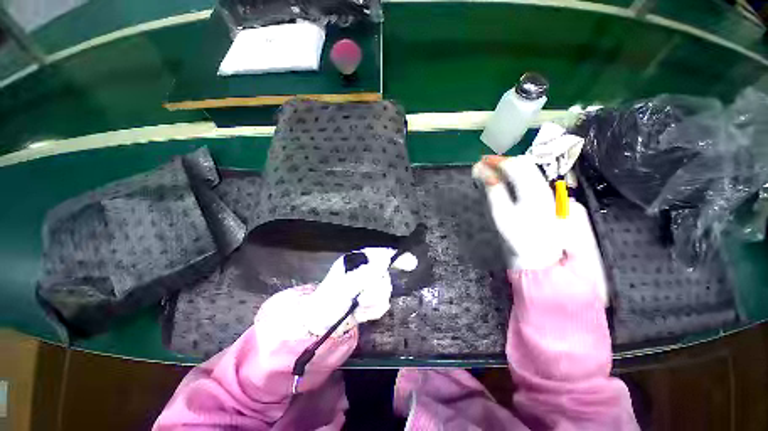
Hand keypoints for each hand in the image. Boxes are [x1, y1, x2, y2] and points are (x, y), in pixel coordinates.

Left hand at [304, 247, 416, 335]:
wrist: (322, 325)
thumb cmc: (328, 302)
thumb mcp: (343, 286)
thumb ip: (364, 275)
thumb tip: (383, 263)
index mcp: (357, 262)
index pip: (381, 254)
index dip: (397, 257)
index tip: (412, 263)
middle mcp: (365, 271)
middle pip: (385, 276)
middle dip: (375, 291)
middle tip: (361, 299)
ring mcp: (369, 286)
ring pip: (385, 291)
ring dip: (371, 303)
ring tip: (358, 307)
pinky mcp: (372, 300)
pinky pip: (383, 304)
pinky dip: (372, 311)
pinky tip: (360, 314)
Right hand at [473, 155, 563, 269]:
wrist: (544, 258)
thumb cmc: (519, 240)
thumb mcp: (502, 216)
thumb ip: (494, 191)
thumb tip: (483, 172)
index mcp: (534, 193)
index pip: (516, 166)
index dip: (497, 161)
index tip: (481, 161)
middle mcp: (547, 188)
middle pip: (525, 165)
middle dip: (504, 162)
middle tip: (485, 165)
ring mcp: (553, 193)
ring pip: (530, 171)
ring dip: (510, 168)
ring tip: (494, 172)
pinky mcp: (553, 199)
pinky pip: (533, 180)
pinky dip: (518, 177)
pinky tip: (508, 182)